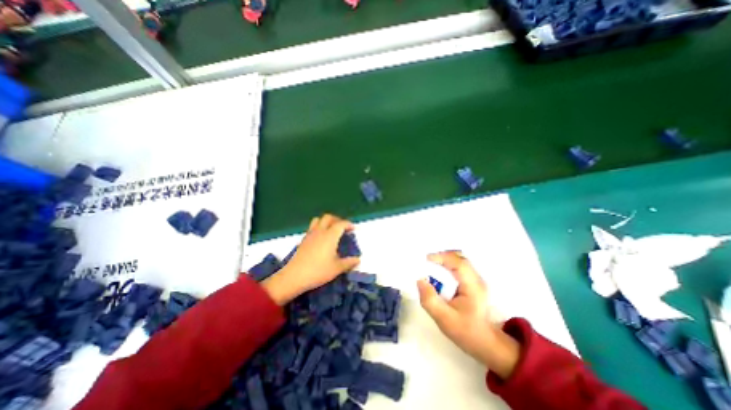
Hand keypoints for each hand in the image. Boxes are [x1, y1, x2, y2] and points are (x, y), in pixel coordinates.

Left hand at [263, 215, 358, 303]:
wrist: (294, 276)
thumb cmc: (318, 271)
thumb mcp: (337, 268)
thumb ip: (349, 263)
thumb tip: (358, 260)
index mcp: (330, 236)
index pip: (341, 224)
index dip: (348, 224)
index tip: (353, 229)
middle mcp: (320, 231)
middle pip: (328, 217)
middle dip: (337, 220)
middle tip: (342, 228)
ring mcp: (310, 234)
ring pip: (318, 220)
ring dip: (326, 221)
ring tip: (331, 230)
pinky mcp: (303, 239)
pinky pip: (312, 227)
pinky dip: (319, 227)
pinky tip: (321, 239)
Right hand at [417, 252, 518, 378]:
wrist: (486, 344)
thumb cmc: (466, 331)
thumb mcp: (444, 319)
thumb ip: (430, 300)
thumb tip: (419, 280)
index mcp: (473, 286)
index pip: (458, 263)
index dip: (442, 257)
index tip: (426, 259)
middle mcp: (477, 279)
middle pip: (460, 258)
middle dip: (442, 256)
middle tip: (426, 261)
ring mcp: (476, 280)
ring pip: (460, 261)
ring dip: (445, 260)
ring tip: (431, 265)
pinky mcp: (473, 283)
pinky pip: (459, 267)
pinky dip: (448, 265)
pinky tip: (439, 272)